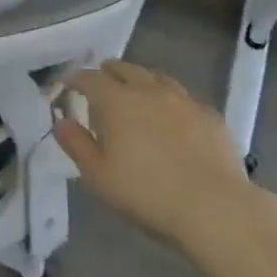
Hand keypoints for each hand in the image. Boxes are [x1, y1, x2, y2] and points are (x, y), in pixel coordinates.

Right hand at [53, 60, 257, 251]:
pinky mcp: (210, 115)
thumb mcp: (99, 176)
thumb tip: (60, 121)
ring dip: (140, 80)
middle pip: (124, 68)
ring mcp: (183, 100)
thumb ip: (76, 144)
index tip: (68, 84)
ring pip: (155, 77)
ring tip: (135, 92)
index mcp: (117, 101)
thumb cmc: (147, 193)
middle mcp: (149, 90)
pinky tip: (172, 116)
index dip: (76, 79)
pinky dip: (170, 100)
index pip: (90, 78)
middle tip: (100, 83)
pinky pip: (183, 97)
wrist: (215, 208)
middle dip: (108, 72)